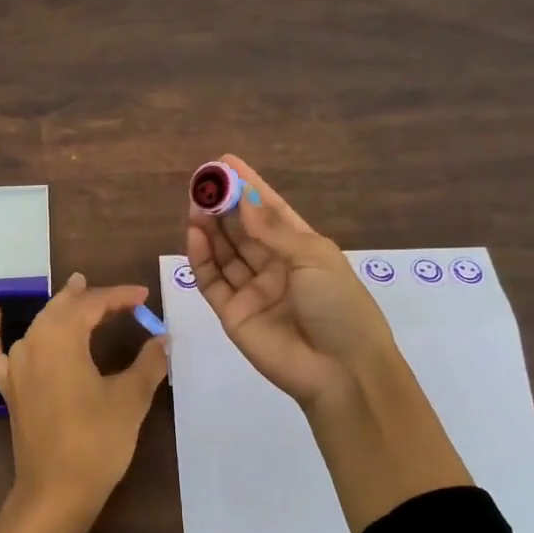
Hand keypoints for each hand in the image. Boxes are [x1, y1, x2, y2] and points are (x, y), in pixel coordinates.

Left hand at [0, 273, 169, 532]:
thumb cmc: (97, 442)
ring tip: (76, 294)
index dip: (120, 297)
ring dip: (60, 309)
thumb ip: (148, 362)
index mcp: (63, 339)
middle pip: (63, 309)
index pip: (93, 305)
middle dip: (91, 298)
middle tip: (117, 296)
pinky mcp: (8, 389)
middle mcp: (33, 343)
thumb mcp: (130, 399)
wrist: (56, 491)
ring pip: (39, 324)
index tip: (144, 296)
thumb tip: (164, 339)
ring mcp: (16, 366)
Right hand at [185, 153, 397, 410]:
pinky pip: (211, 280)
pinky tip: (193, 233)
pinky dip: (201, 257)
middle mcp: (275, 266)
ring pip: (224, 252)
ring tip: (195, 202)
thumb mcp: (313, 258)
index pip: (271, 211)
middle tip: (203, 181)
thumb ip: (272, 230)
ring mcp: (252, 290)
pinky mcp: (232, 313)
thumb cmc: (339, 306)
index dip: (249, 187)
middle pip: (243, 229)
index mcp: (303, 249)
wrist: (340, 370)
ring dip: (210, 226)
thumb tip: (243, 200)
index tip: (225, 162)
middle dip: (224, 204)